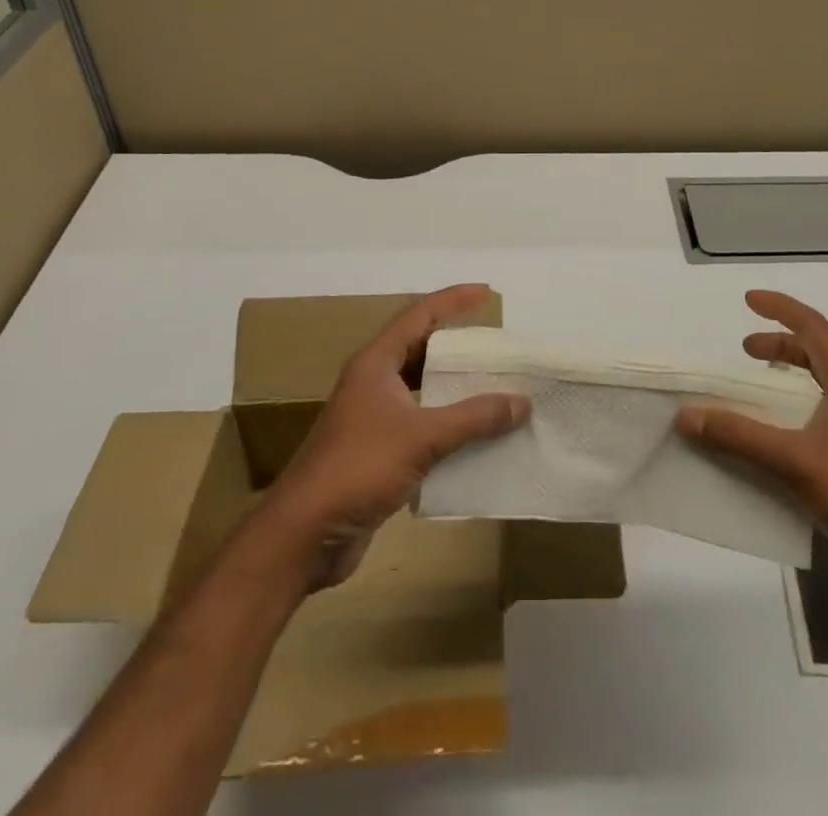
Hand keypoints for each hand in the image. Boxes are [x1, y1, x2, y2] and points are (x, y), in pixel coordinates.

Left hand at [260, 284, 529, 590]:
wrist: (305, 534)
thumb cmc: (359, 468)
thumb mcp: (423, 437)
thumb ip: (474, 418)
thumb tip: (521, 401)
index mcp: (375, 364)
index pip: (419, 316)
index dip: (453, 300)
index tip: (486, 293)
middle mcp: (373, 383)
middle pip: (420, 350)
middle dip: (456, 346)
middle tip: (495, 346)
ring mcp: (373, 418)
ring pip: (421, 390)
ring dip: (454, 388)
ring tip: (493, 386)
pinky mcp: (377, 452)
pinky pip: (422, 425)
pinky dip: (448, 424)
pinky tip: (476, 436)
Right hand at [675, 290, 827, 608]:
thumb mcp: (799, 463)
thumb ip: (742, 437)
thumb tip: (686, 416)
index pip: (814, 328)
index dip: (781, 307)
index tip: (747, 300)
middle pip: (815, 356)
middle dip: (779, 345)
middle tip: (744, 351)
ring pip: (814, 392)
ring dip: (782, 384)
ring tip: (751, 394)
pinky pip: (812, 428)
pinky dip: (785, 422)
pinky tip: (765, 447)